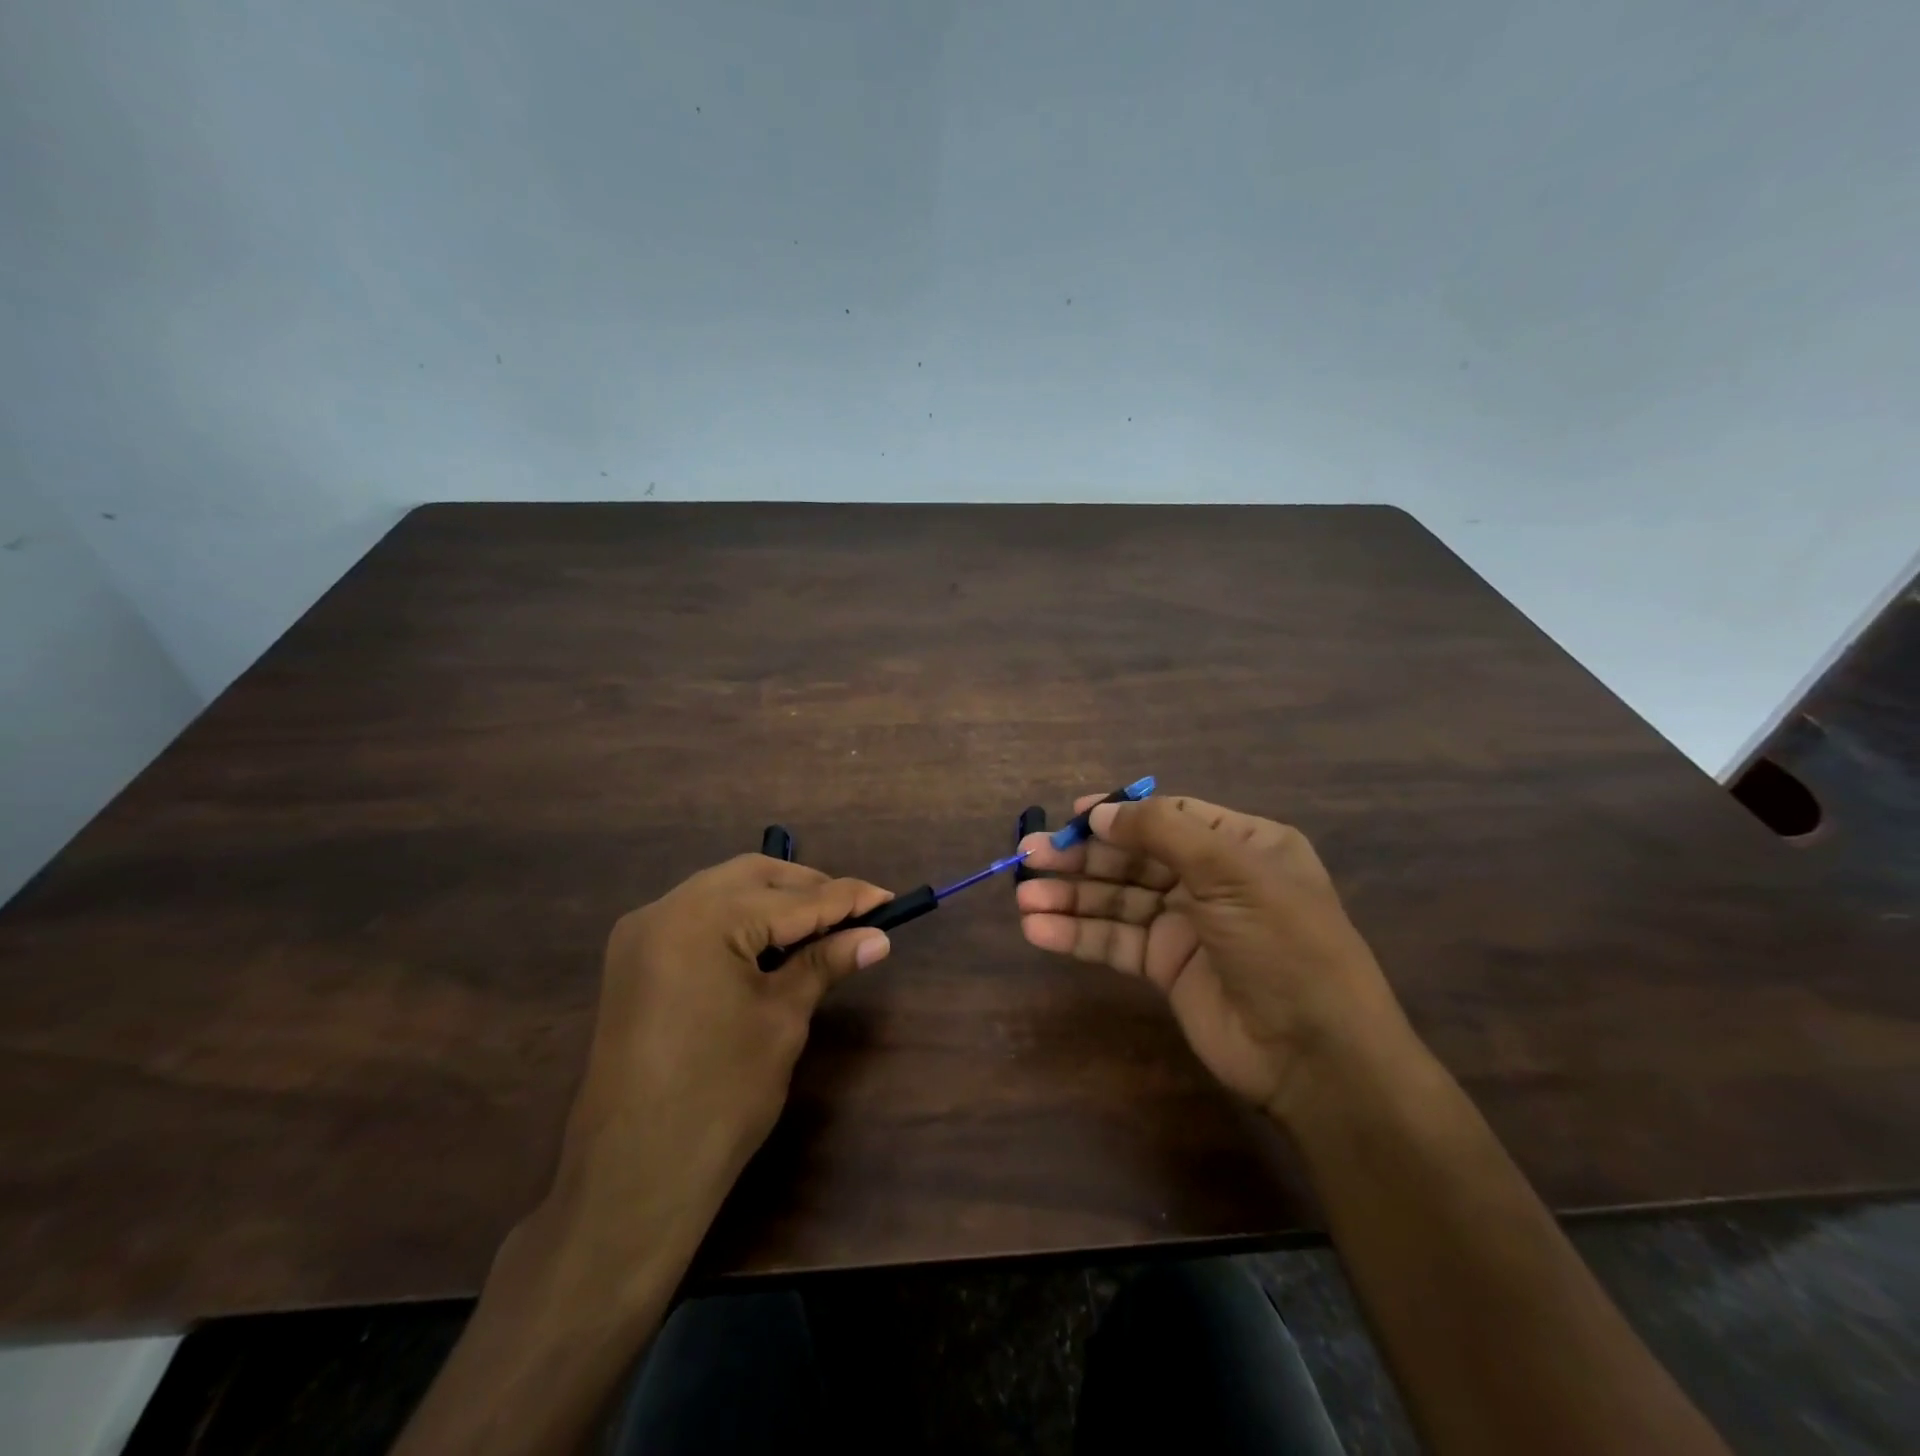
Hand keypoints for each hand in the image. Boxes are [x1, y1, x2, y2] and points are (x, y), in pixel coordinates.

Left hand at [394, 858, 892, 1455]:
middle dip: (808, 889)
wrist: (633, 1177)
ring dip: (774, 900)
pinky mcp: (634, 957)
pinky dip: (739, 918)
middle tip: (855, 914)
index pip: (794, 898)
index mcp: (702, 919)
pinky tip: (770, 942)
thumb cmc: (720, 1097)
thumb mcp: (783, 1019)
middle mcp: (665, 908)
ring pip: (724, 889)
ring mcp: (642, 931)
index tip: (890, 899)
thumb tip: (877, 937)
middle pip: (754, 876)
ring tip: (820, 928)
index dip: (847, 899)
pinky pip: (698, 915)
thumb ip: (825, 963)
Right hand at [1017, 794, 1410, 1123]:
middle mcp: (1211, 879)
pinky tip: (1039, 930)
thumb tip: (1099, 813)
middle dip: (1082, 856)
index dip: (1118, 813)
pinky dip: (1078, 935)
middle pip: (1133, 857)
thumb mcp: (1231, 871)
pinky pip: (1115, 942)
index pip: (1168, 815)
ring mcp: (1186, 924)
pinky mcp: (1166, 967)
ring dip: (1071, 896)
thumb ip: (1162, 832)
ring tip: (1023, 896)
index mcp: (1240, 844)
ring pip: (1117, 900)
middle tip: (1029, 856)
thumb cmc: (1281, 943)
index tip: (1070, 815)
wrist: (1314, 1054)